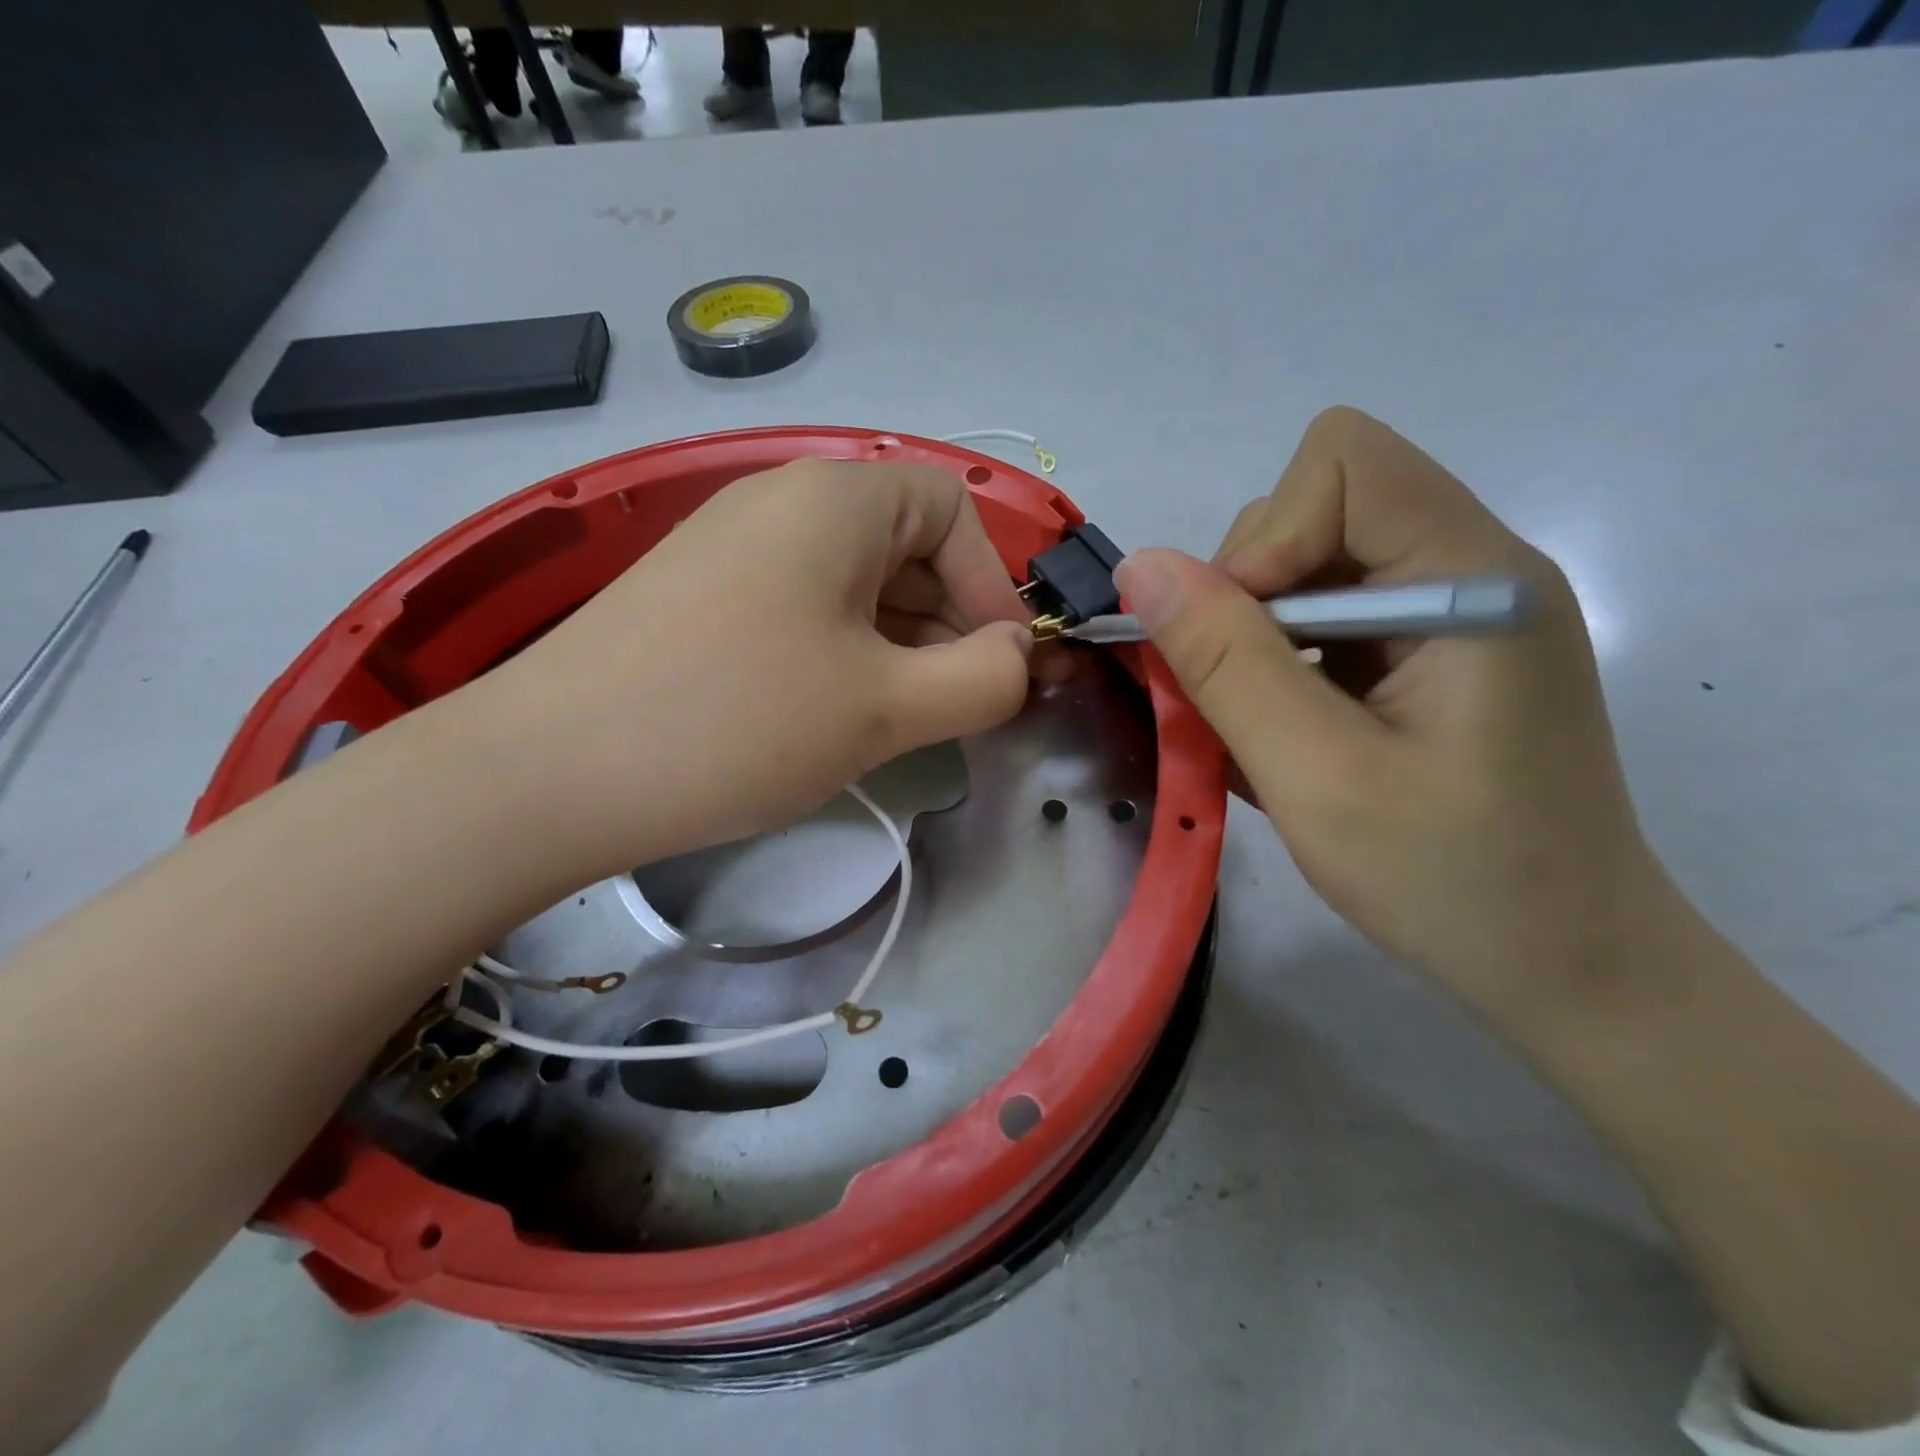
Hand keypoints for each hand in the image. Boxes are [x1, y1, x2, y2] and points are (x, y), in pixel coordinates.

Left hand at [472, 458, 1032, 879]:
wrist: (549, 774)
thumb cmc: (738, 722)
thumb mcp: (885, 706)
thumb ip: (982, 679)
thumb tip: (1016, 658)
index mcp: (835, 498)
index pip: (951, 511)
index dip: (991, 584)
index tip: (998, 665)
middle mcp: (782, 502)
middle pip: (904, 546)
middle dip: (949, 623)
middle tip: (957, 705)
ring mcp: (733, 549)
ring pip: (854, 584)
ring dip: (899, 645)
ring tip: (903, 718)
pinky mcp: (701, 599)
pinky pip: (803, 609)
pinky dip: (843, 653)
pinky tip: (836, 713)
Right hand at [1115, 407, 1664, 1026]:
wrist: (1572, 969)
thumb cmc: (1455, 883)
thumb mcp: (1317, 777)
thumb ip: (1226, 664)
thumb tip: (1141, 568)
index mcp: (1474, 579)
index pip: (1344, 463)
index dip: (1266, 537)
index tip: (1242, 639)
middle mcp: (1471, 571)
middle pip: (1317, 508)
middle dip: (1248, 593)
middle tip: (1241, 696)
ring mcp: (1453, 612)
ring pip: (1310, 565)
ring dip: (1255, 636)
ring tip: (1260, 727)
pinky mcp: (1433, 655)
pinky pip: (1326, 618)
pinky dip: (1281, 664)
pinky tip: (1288, 734)